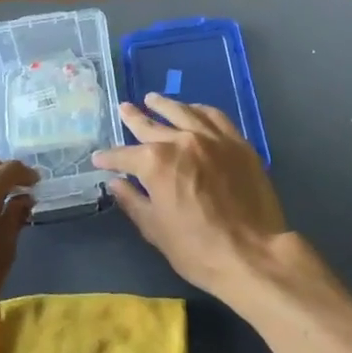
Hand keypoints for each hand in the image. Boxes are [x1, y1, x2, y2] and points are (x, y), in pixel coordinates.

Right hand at [92, 95, 289, 302]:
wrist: (253, 253)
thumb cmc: (198, 249)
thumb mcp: (156, 230)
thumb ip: (133, 201)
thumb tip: (116, 183)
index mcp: (156, 162)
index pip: (125, 155)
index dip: (109, 158)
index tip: (99, 158)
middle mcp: (182, 140)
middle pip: (152, 125)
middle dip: (134, 118)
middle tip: (123, 109)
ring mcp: (212, 137)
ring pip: (183, 112)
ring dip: (164, 105)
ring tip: (152, 98)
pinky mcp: (237, 142)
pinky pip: (214, 116)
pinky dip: (198, 110)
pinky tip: (193, 109)